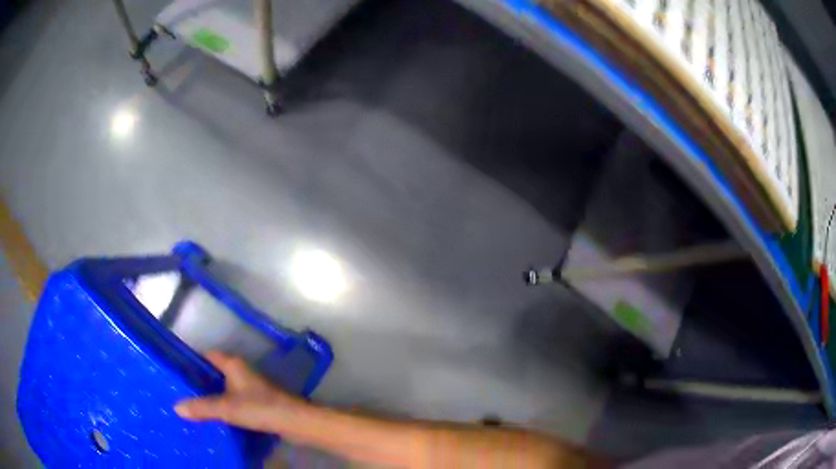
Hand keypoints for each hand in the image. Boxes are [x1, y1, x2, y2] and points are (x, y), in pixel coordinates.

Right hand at [174, 351, 304, 432]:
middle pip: (216, 372)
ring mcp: (251, 387)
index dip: (193, 361)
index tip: (178, 370)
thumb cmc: (258, 407)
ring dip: (213, 394)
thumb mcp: (226, 407)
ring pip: (225, 387)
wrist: (294, 421)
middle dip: (201, 381)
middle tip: (182, 390)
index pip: (208, 355)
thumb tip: (176, 407)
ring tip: (194, 404)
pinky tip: (216, 416)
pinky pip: (235, 400)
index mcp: (233, 364)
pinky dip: (225, 405)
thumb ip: (201, 407)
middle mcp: (242, 371)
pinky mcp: (258, 401)